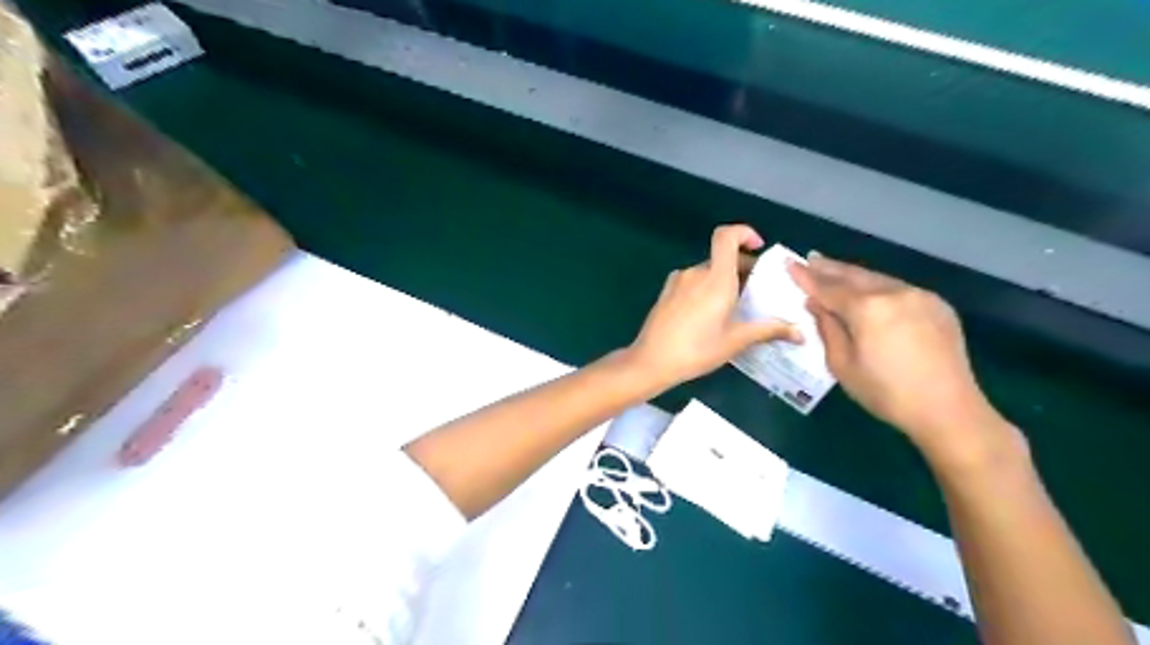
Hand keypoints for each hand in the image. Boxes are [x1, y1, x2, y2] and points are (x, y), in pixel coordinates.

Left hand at [629, 225, 800, 389]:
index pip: (726, 236)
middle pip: (722, 257)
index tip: (758, 248)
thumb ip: (768, 330)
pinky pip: (692, 282)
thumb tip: (801, 333)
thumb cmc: (696, 349)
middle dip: (743, 268)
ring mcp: (677, 281)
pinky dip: (706, 289)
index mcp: (715, 278)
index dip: (744, 233)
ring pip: (707, 272)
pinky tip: (709, 315)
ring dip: (724, 281)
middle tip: (757, 292)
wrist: (650, 361)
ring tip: (734, 308)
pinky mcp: (666, 292)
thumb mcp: (735, 341)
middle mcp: (695, 273)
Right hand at [791, 251, 1008, 458]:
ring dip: (853, 275)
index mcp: (868, 308)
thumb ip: (827, 328)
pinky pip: (898, 289)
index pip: (829, 288)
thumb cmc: (886, 393)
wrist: (948, 410)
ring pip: (877, 279)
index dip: (807, 278)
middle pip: (854, 275)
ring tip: (832, 269)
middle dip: (829, 268)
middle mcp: (895, 293)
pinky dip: (876, 286)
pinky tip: (867, 289)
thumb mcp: (842, 365)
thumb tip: (816, 304)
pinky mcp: (937, 305)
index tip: (789, 264)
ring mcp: (920, 296)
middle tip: (810, 259)